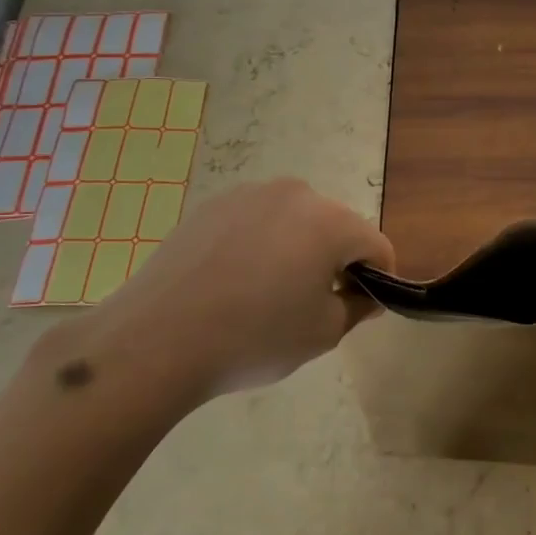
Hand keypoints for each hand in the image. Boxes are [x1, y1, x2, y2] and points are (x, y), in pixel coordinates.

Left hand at [49, 179, 393, 425]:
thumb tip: (367, 295)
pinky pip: (256, 221)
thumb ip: (358, 307)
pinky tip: (234, 281)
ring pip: (295, 221)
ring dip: (298, 248)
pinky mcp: (212, 205)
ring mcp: (249, 194)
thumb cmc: (253, 338)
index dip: (380, 277)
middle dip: (337, 259)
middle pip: (336, 226)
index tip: (362, 306)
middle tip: (314, 302)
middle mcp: (295, 194)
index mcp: (330, 221)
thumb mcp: (323, 334)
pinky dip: (260, 244)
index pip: (376, 245)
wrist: (155, 340)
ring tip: (268, 292)